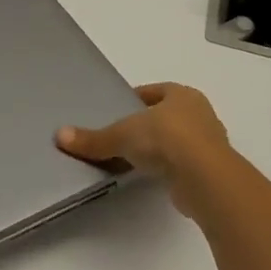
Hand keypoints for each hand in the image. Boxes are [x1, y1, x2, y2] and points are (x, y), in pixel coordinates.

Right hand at [57, 82, 241, 215]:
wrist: (205, 178)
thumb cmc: (166, 139)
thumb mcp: (122, 135)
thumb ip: (94, 139)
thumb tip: (59, 136)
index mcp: (183, 95)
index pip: (156, 91)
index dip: (136, 99)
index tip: (118, 109)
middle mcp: (201, 114)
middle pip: (168, 116)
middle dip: (148, 124)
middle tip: (123, 135)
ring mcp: (210, 145)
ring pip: (179, 141)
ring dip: (160, 149)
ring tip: (133, 159)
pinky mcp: (211, 172)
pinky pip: (184, 165)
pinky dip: (169, 169)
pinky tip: (151, 177)